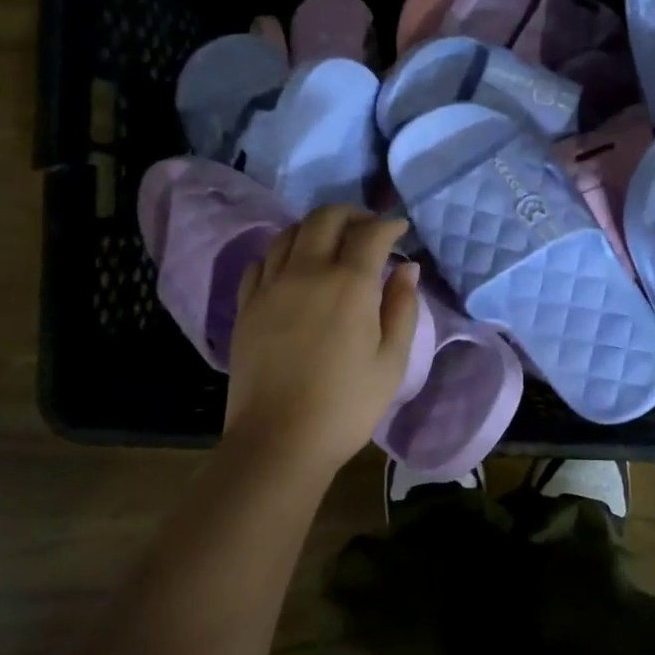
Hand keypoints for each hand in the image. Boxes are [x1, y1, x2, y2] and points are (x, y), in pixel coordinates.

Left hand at [225, 207, 420, 476]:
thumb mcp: (392, 361)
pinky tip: (292, 268)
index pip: (370, 234)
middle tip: (367, 228)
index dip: (389, 225)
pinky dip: (282, 253)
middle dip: (351, 214)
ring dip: (314, 228)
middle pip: (324, 218)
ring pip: (289, 233)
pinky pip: (261, 261)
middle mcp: (307, 272)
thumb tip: (407, 268)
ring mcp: (270, 286)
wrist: (280, 440)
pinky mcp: (246, 305)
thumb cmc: (347, 404)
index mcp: (349, 284)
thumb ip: (402, 307)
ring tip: (331, 243)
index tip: (400, 230)